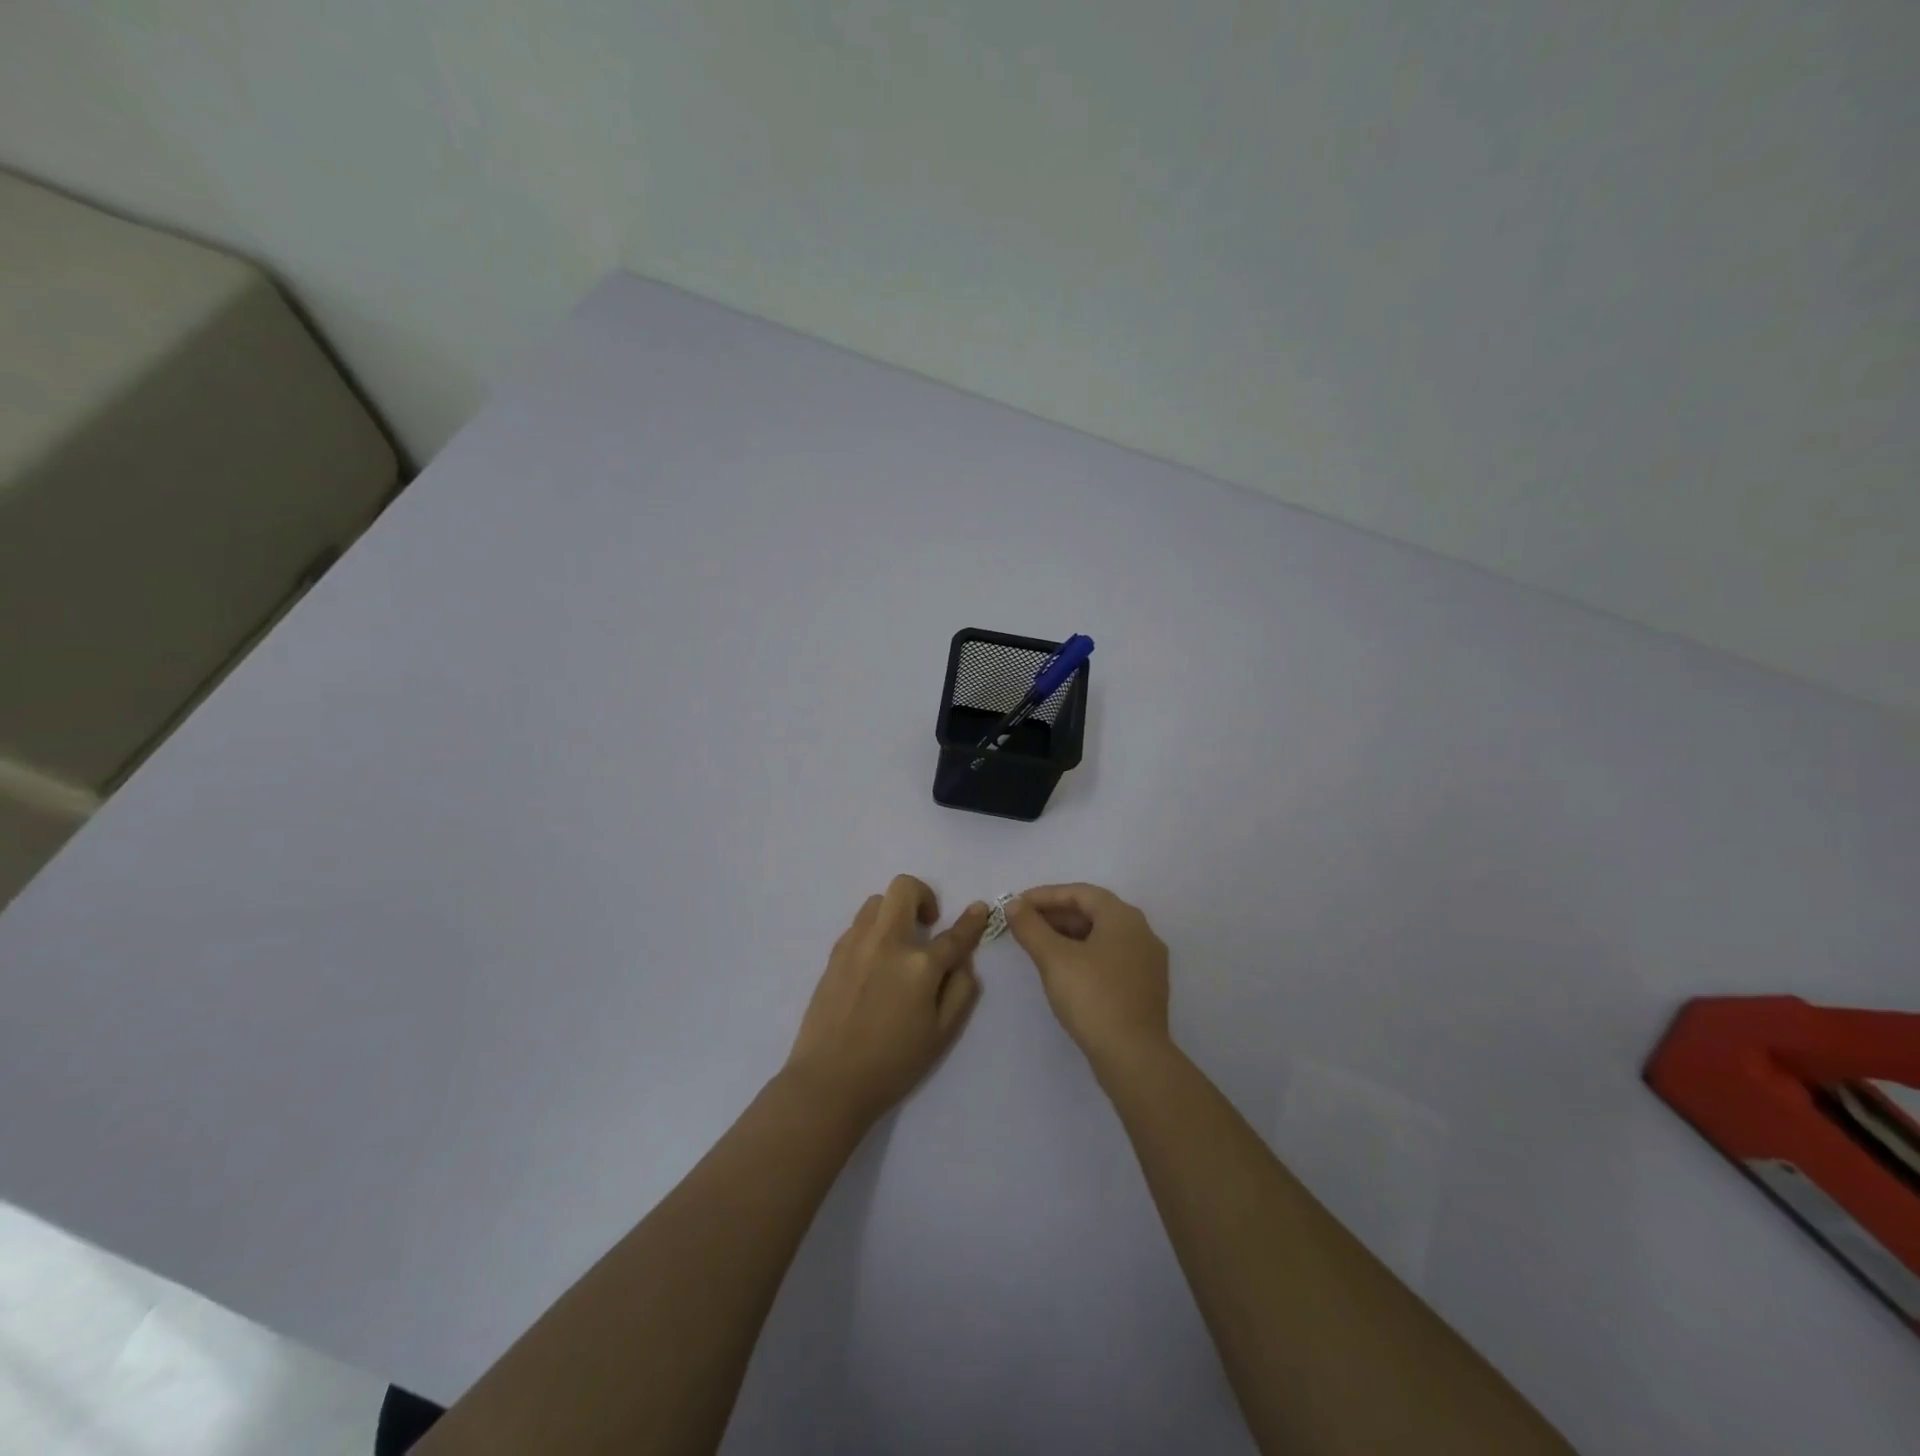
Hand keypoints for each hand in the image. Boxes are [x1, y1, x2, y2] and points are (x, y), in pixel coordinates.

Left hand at [784, 875, 987, 1126]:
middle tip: (928, 924)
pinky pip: (858, 925)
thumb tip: (963, 961)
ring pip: (877, 901)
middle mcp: (887, 942)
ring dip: (895, 911)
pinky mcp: (834, 954)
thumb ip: (961, 990)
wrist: (829, 1081)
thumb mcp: (942, 1034)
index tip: (979, 909)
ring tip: (899, 943)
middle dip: (923, 895)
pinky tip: (876, 961)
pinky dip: (873, 930)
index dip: (971, 920)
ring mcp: (856, 944)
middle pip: (904, 888)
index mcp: (919, 965)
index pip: (954, 934)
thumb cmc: (893, 1064)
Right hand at [1005, 883, 1170, 1066]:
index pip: (1081, 893)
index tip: (1017, 904)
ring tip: (1038, 945)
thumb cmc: (1093, 997)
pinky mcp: (1146, 987)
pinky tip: (1064, 970)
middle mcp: (1142, 932)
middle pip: (1093, 912)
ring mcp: (1148, 961)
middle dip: (1056, 915)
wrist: (1134, 1056)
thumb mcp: (1054, 959)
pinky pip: (1111, 957)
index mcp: (1123, 917)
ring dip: (1069, 935)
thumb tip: (1014, 905)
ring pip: (1102, 936)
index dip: (1045, 895)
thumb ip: (1031, 927)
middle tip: (1024, 924)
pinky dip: (1085, 954)